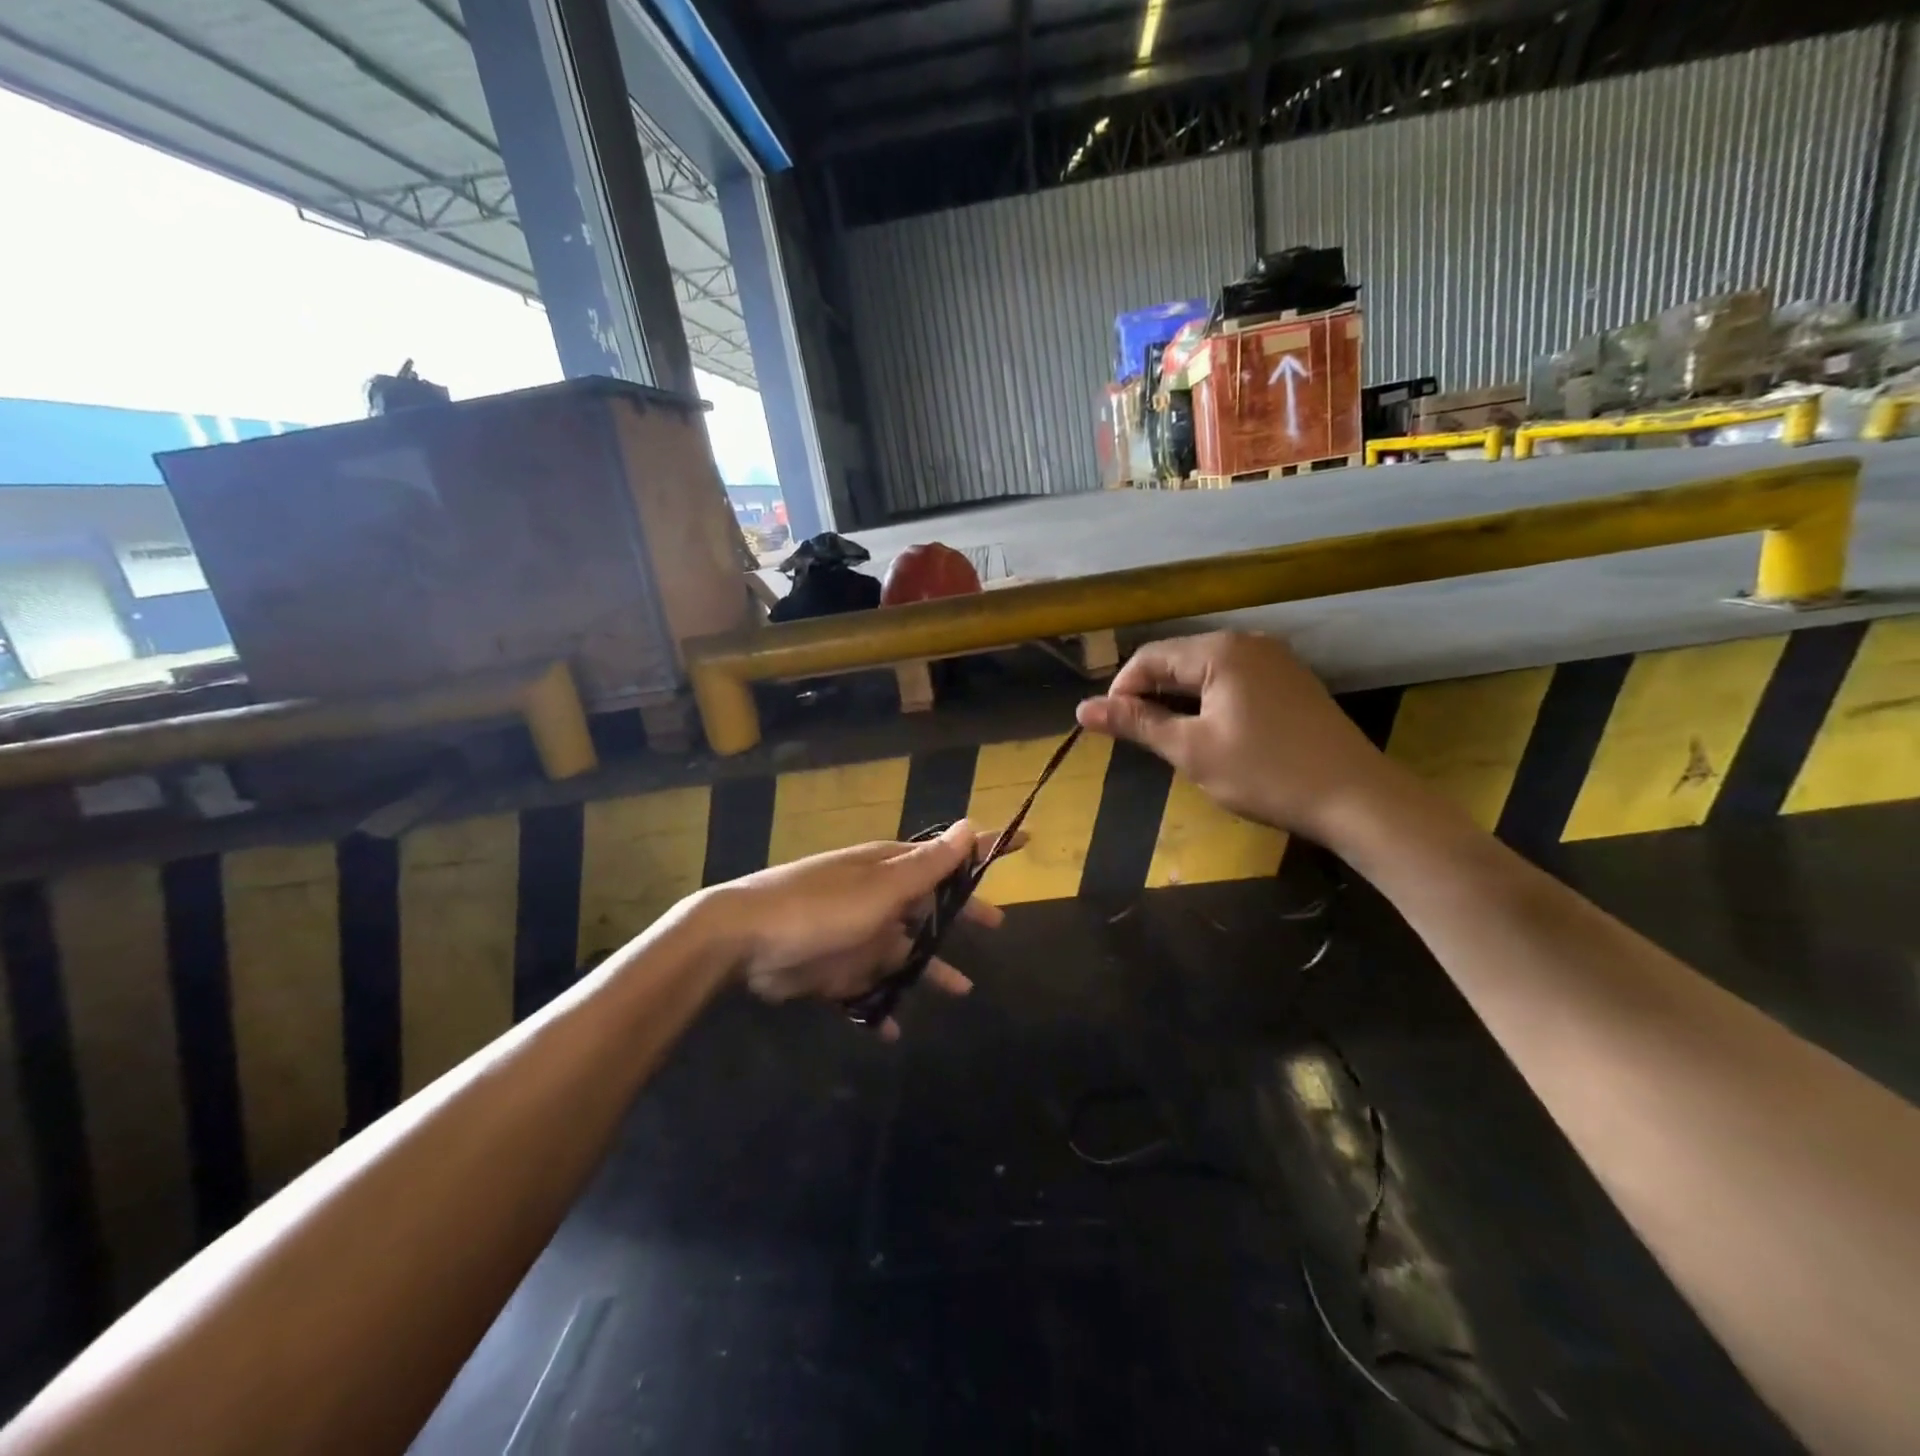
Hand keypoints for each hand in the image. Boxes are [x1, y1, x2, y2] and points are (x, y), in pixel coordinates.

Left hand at [708, 821, 1010, 1038]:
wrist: (745, 941)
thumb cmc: (820, 907)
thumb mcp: (880, 886)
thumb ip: (927, 865)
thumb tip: (971, 825)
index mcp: (890, 870)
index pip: (948, 855)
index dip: (985, 849)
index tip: (1023, 841)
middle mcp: (878, 899)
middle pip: (931, 905)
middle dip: (961, 914)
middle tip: (996, 925)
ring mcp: (858, 935)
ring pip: (906, 953)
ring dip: (932, 968)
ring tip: (965, 990)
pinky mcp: (837, 971)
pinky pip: (871, 991)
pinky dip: (884, 1007)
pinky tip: (896, 1028)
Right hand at [1075, 631, 1396, 841]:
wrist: (1356, 797)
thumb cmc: (1264, 773)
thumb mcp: (1190, 750)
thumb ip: (1137, 723)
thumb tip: (1082, 708)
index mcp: (1220, 650)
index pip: (1150, 657)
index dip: (1122, 691)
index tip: (1112, 730)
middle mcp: (1248, 642)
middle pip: (1178, 659)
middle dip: (1150, 695)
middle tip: (1140, 739)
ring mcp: (1275, 659)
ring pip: (1205, 670)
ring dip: (1179, 699)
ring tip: (1171, 739)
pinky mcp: (1291, 681)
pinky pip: (1234, 679)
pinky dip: (1210, 701)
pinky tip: (1212, 733)